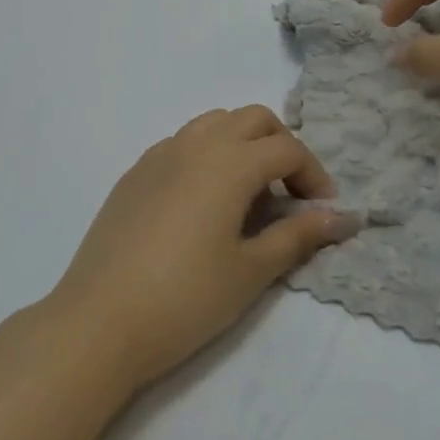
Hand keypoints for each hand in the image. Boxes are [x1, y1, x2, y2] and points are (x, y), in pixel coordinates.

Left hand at [41, 107, 343, 391]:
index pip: (287, 149)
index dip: (314, 176)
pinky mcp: (134, 173)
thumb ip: (297, 236)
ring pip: (213, 124)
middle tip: (290, 193)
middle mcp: (194, 145)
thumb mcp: (251, 271)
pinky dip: (206, 156)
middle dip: (281, 146)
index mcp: (228, 162)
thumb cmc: (186, 298)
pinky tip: (203, 203)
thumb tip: (339, 218)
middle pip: (251, 119)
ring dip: (241, 144)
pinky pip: (181, 144)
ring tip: (248, 195)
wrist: (100, 320)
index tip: (323, 212)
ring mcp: (158, 155)